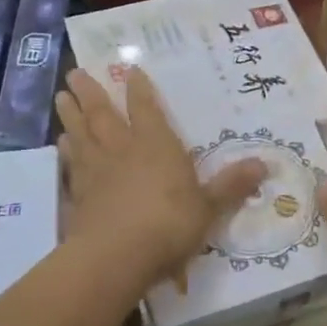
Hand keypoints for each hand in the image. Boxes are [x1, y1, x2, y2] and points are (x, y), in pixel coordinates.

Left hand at [56, 68, 265, 287]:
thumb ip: (231, 186)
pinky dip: (66, 152)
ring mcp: (96, 171)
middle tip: (75, 73)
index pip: (145, 108)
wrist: (117, 255)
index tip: (130, 70)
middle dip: (91, 92)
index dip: (138, 89)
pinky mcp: (78, 195)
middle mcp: (122, 149)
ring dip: (71, 115)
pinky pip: (71, 165)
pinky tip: (61, 145)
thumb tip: (265, 164)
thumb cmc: (169, 224)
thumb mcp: (208, 207)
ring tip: (61, 97)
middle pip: (103, 114)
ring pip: (81, 133)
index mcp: (155, 145)